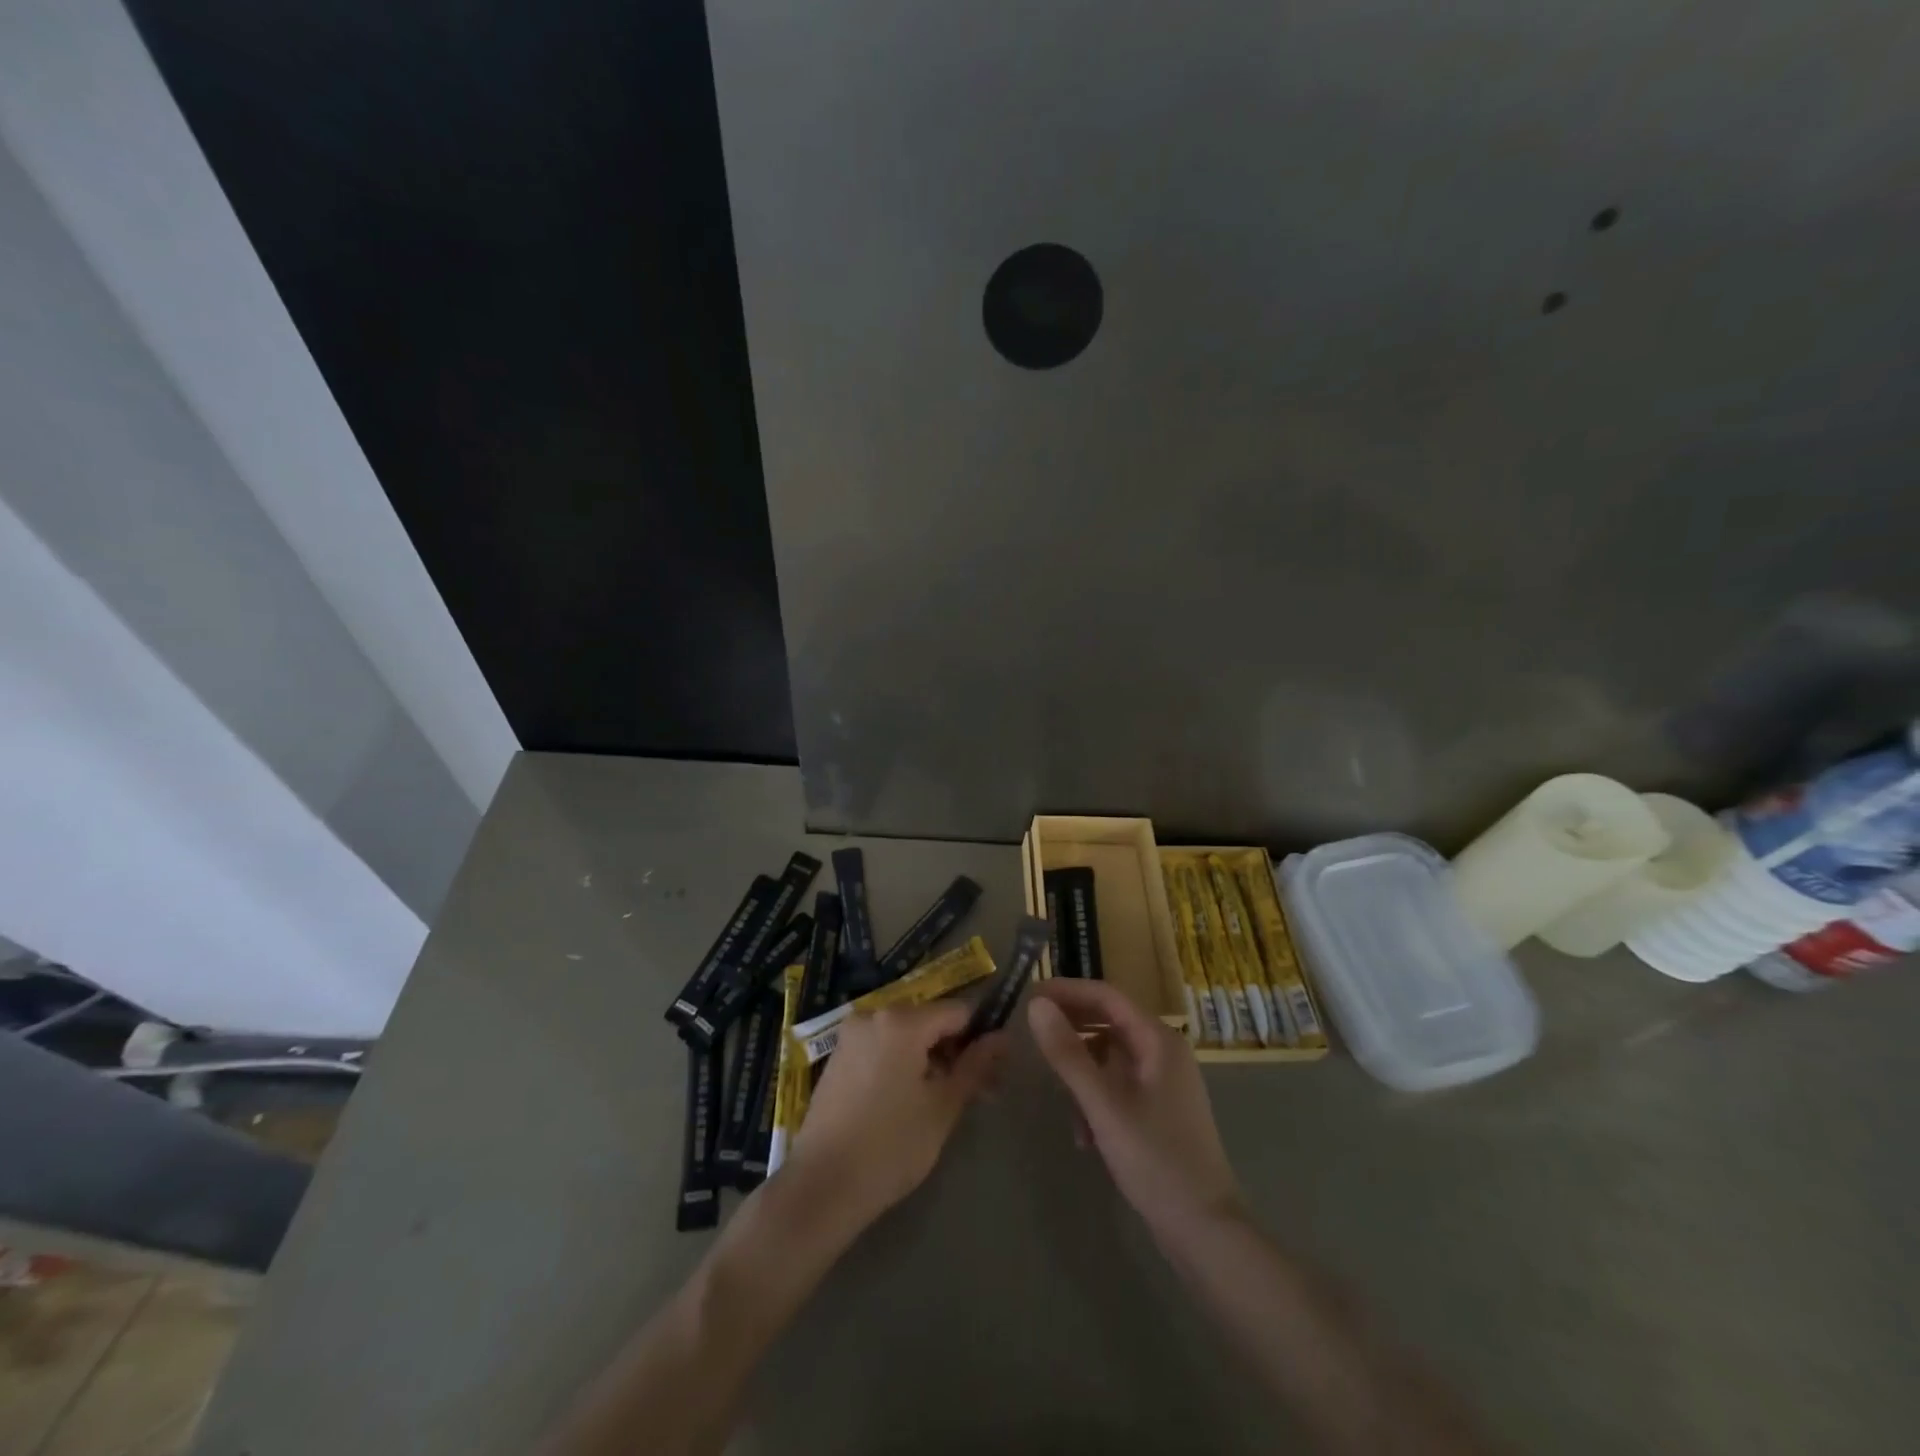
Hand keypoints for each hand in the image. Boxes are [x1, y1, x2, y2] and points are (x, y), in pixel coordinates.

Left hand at [784, 1001, 1003, 1231]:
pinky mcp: (838, 1057)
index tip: (992, 1071)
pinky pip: (882, 1047)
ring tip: (944, 1103)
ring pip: (905, 1035)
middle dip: (954, 1051)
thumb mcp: (943, 1106)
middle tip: (975, 1094)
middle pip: (929, 1020)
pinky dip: (901, 1064)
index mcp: (902, 1020)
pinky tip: (909, 1102)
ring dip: (929, 1059)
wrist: (822, 1186)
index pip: (957, 1011)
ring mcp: (851, 1035)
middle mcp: (874, 1014)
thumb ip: (975, 1066)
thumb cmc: (891, 1146)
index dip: (979, 1037)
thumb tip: (1002, 1037)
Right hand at [1027, 979, 1245, 1241]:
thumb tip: (1036, 1004)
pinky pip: (1118, 1084)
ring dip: (1082, 1068)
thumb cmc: (1155, 1159)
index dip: (1067, 990)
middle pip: (1109, 1021)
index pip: (1106, 995)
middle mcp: (1164, 1051)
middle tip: (1031, 1033)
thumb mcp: (1103, 1105)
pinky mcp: (1159, 1109)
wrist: (1205, 1230)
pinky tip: (1083, 1133)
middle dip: (1071, 1027)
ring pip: (1111, 1055)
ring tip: (1056, 1092)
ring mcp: (1164, 1081)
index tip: (1029, 995)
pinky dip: (1096, 1096)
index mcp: (1158, 1039)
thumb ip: (1068, 1053)